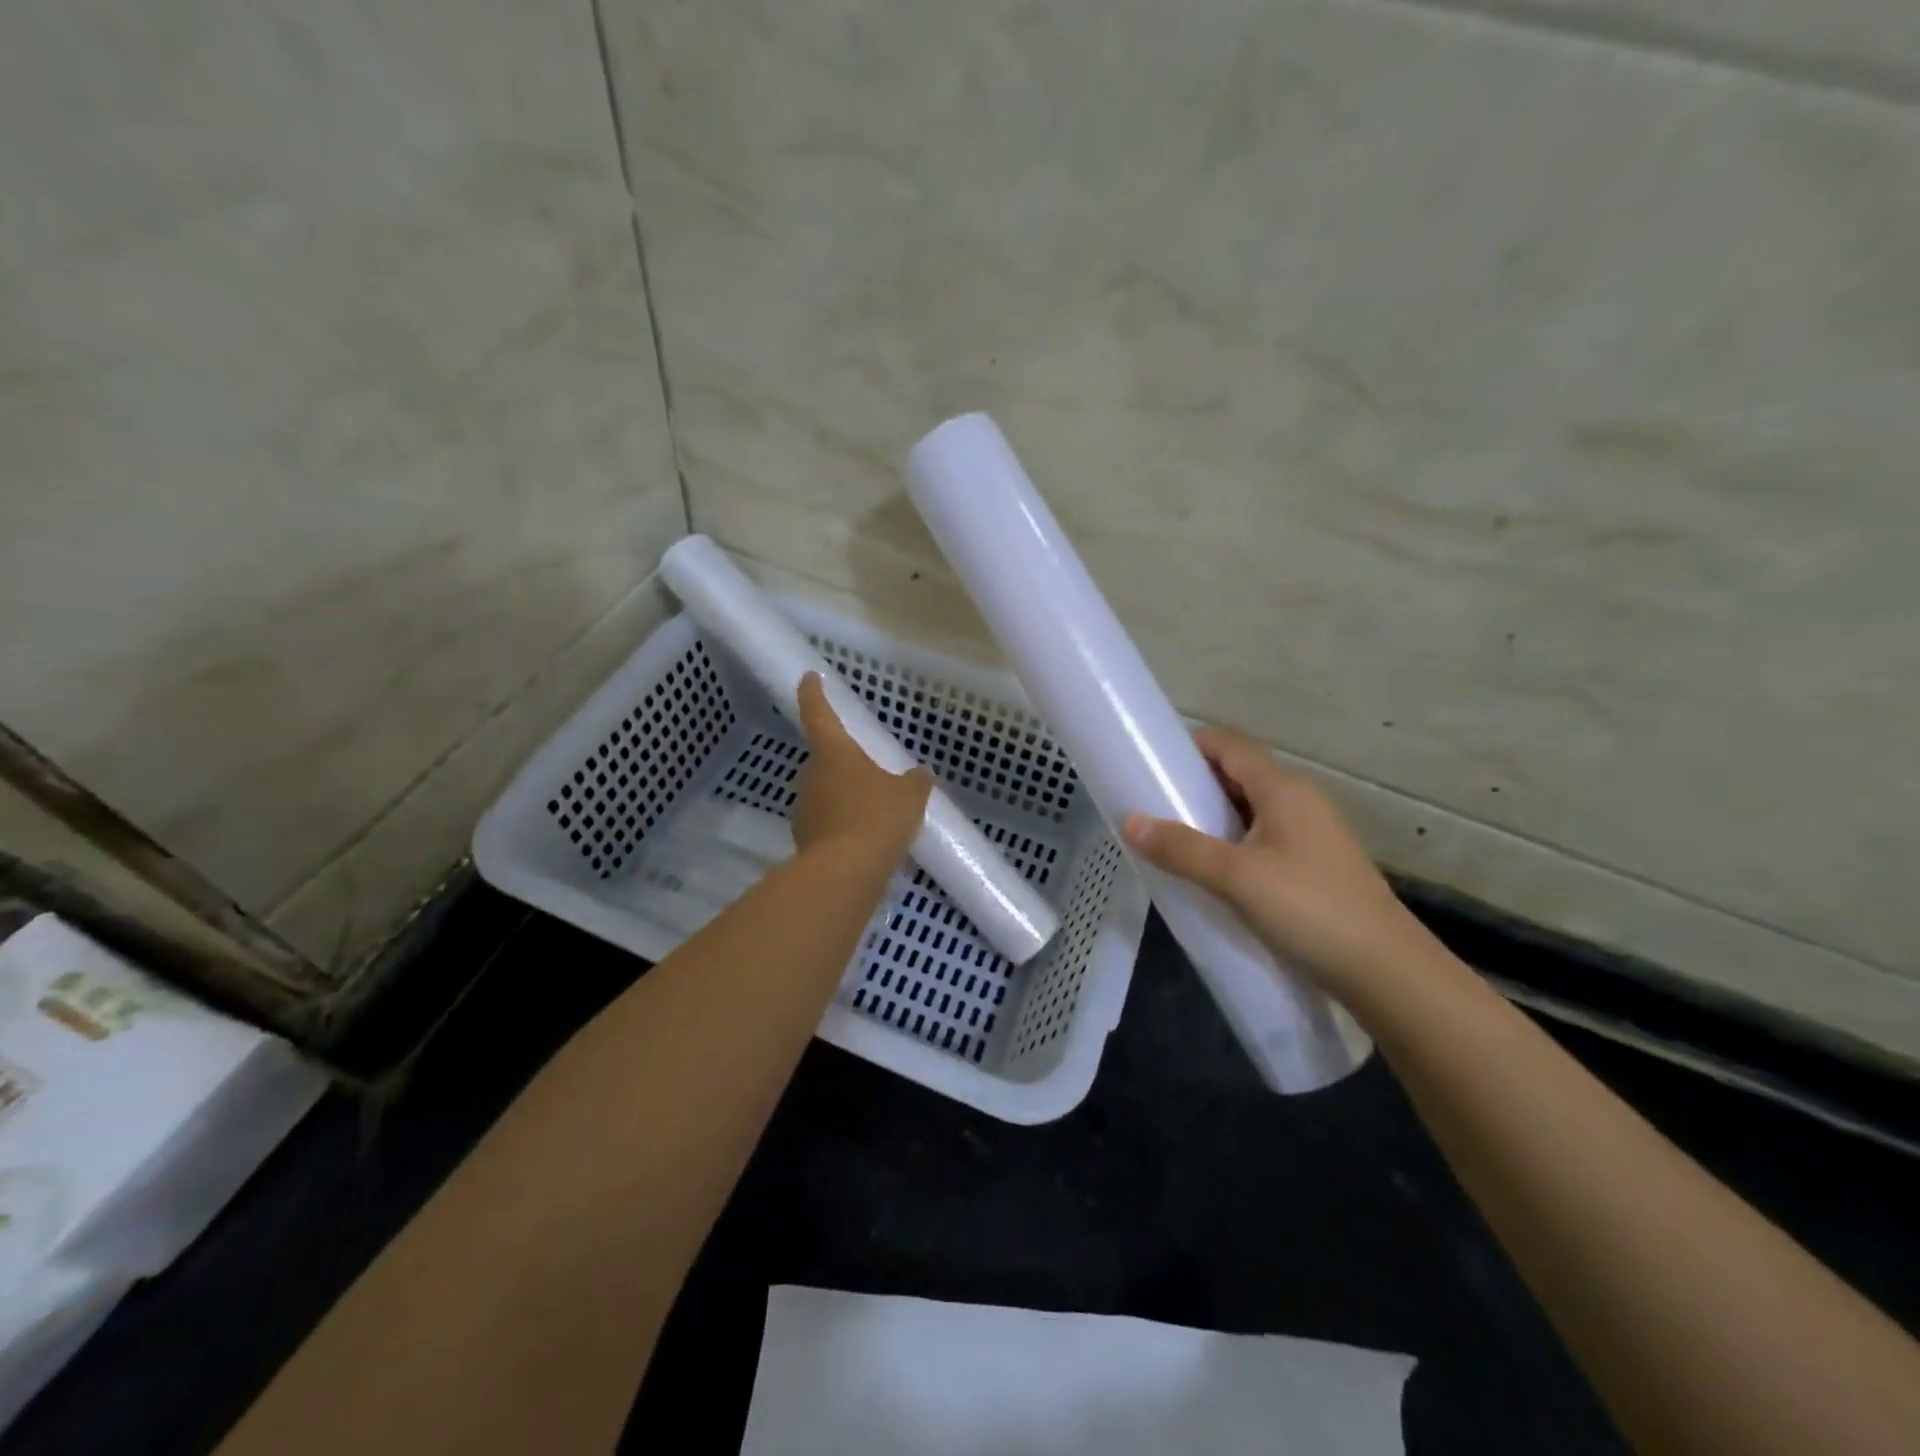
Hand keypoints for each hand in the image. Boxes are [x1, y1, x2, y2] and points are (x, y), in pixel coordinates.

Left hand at [791, 672, 932, 861]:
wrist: (845, 872)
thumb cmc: (877, 817)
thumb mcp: (909, 796)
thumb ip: (916, 781)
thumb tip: (922, 773)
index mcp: (834, 752)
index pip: (819, 713)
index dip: (814, 693)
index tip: (809, 676)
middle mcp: (812, 775)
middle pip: (825, 760)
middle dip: (845, 763)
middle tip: (871, 772)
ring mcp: (804, 808)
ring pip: (826, 793)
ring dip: (845, 798)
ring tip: (876, 814)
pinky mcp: (804, 839)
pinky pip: (828, 824)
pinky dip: (843, 827)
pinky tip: (867, 842)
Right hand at [1121, 725, 1435, 995]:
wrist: (1386, 971)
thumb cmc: (1309, 909)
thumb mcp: (1236, 878)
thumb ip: (1181, 849)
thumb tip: (1129, 820)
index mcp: (1283, 788)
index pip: (1228, 745)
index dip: (1188, 747)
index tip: (1149, 764)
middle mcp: (1300, 800)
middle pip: (1238, 774)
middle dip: (1194, 785)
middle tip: (1152, 806)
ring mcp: (1311, 832)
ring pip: (1250, 808)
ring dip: (1212, 817)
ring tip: (1173, 840)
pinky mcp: (1315, 863)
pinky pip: (1263, 837)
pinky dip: (1232, 842)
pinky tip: (1212, 872)